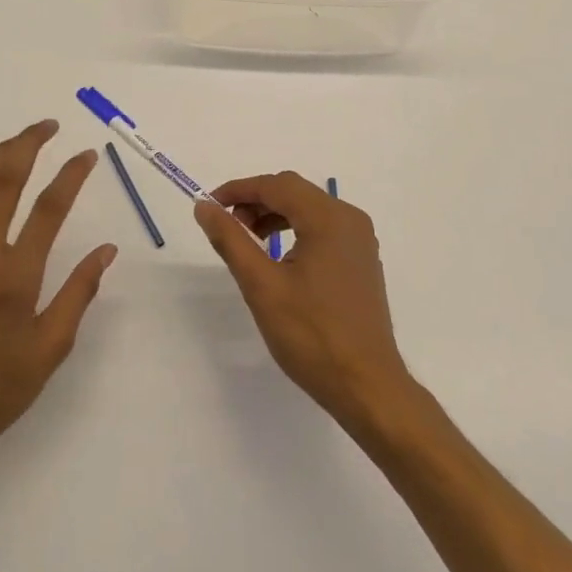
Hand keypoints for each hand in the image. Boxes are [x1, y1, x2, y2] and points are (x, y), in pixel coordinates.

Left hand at [0, 120, 115, 482]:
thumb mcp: (52, 348)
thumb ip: (79, 292)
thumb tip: (106, 250)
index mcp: (16, 278)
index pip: (49, 209)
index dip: (71, 175)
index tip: (87, 155)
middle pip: (4, 181)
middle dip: (28, 145)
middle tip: (49, 125)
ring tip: (20, 142)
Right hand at [195, 172, 413, 431]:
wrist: (366, 386)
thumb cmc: (312, 335)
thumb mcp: (262, 286)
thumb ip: (231, 240)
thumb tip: (204, 207)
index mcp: (329, 218)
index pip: (277, 185)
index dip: (239, 189)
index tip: (210, 205)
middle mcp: (349, 219)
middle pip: (295, 192)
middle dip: (256, 201)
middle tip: (227, 225)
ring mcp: (360, 240)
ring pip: (309, 209)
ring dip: (274, 214)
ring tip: (248, 240)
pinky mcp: (361, 260)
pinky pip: (323, 228)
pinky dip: (295, 230)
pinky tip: (278, 256)